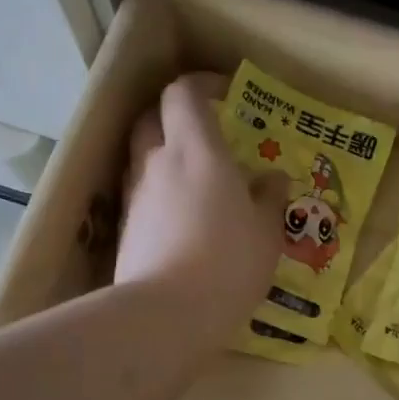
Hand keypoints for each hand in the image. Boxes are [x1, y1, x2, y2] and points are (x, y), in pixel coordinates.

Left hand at [116, 73, 288, 337]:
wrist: (166, 314)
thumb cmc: (228, 262)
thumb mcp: (266, 232)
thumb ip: (269, 198)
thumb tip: (272, 179)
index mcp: (196, 151)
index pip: (183, 93)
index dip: (202, 85)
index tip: (226, 95)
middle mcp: (158, 162)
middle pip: (153, 117)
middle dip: (176, 115)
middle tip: (207, 133)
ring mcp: (136, 196)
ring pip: (143, 156)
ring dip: (166, 155)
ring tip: (197, 181)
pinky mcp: (126, 229)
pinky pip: (142, 194)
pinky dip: (160, 193)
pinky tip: (183, 220)